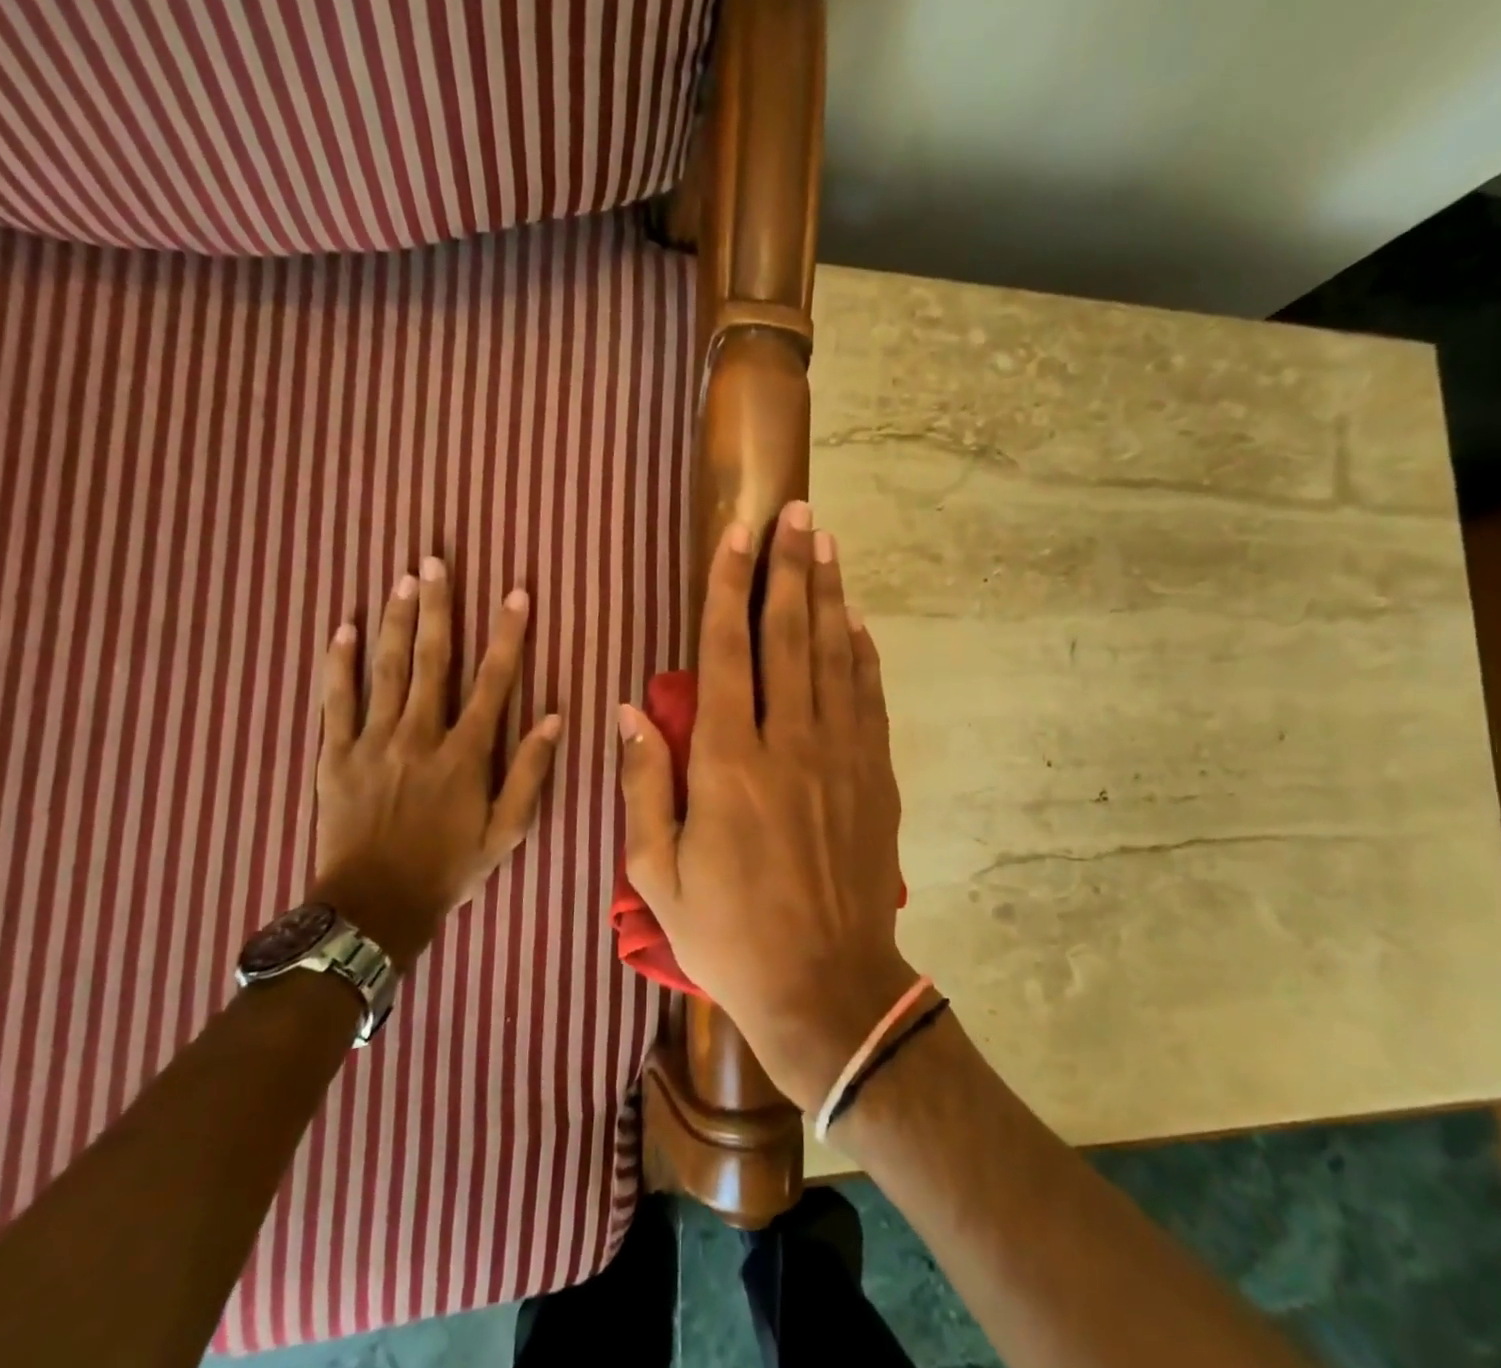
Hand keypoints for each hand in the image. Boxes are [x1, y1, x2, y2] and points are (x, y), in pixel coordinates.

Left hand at [311, 556, 560, 963]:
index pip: (493, 681)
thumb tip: (555, 718)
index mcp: (465, 754)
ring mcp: (373, 742)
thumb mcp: (506, 832)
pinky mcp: (335, 755)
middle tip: (435, 561)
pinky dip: (339, 663)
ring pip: (386, 670)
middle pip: (431, 660)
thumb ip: (529, 773)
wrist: (372, 910)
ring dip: (396, 621)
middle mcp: (420, 735)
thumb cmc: (448, 869)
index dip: (507, 635)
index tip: (516, 595)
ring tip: (402, 579)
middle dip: (437, 607)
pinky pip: (336, 701)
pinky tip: (345, 628)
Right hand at [619, 501, 915, 1109]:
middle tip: (798, 513)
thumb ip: (643, 783)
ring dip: (829, 595)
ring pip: (834, 655)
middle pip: (789, 635)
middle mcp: (789, 742)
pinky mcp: (874, 777)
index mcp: (727, 762)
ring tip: (828, 544)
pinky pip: (869, 698)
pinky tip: (856, 623)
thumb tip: (626, 711)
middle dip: (790, 568)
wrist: (826, 987)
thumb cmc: (728, 935)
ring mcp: (840, 756)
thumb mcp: (657, 873)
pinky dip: (862, 654)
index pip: (728, 651)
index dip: (731, 586)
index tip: (739, 534)